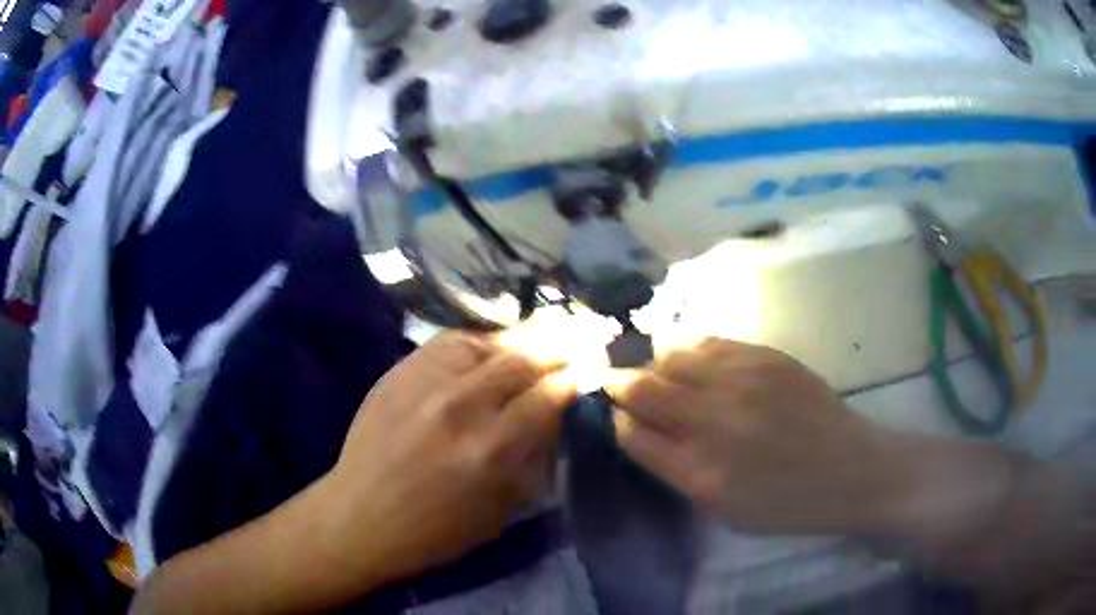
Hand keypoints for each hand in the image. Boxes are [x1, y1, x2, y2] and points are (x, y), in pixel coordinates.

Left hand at [318, 332, 576, 587]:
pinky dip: (476, 341)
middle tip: (579, 339)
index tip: (590, 370)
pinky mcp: (399, 372)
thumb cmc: (435, 530)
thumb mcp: (499, 509)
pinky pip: (448, 342)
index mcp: (491, 449)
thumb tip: (555, 417)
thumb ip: (531, 459)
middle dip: (557, 348)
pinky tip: (487, 347)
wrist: (360, 516)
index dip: (573, 380)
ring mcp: (425, 382)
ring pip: (486, 342)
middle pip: (523, 359)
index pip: (547, 397)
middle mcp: (461, 405)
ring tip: (538, 339)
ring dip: (519, 341)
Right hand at [605, 338, 903, 534]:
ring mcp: (740, 381)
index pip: (632, 434)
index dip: (617, 421)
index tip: (617, 417)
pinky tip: (693, 362)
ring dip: (655, 365)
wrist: (849, 469)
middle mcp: (714, 421)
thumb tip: (644, 431)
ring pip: (670, 356)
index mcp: (700, 474)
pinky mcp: (763, 355)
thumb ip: (679, 471)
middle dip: (619, 384)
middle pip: (642, 388)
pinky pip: (707, 342)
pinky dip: (689, 351)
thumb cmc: (786, 503)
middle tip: (613, 382)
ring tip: (659, 374)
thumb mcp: (724, 511)